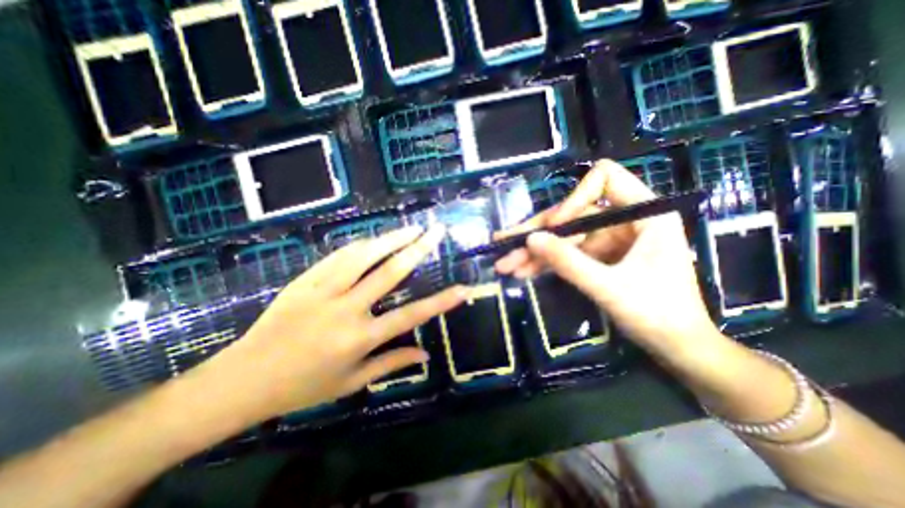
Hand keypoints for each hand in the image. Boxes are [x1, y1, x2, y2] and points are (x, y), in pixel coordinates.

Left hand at [199, 224, 465, 422]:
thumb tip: (425, 354)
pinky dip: (361, 245)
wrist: (244, 378)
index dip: (441, 302)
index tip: (463, 288)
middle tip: (435, 232)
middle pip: (389, 272)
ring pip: (363, 255)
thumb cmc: (303, 386)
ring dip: (390, 238)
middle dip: (417, 249)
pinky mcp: (305, 280)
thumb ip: (391, 364)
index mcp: (360, 339)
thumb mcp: (351, 382)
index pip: (411, 316)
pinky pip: (338, 256)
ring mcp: (323, 290)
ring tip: (411, 227)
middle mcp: (346, 309)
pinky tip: (375, 238)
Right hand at [494, 159, 722, 360]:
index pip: (604, 179)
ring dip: (534, 251)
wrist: (676, 347)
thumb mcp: (609, 287)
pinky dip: (544, 262)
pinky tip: (522, 271)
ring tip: (505, 265)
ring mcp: (608, 238)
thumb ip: (569, 262)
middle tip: (503, 244)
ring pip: (563, 236)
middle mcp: (623, 219)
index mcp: (644, 213)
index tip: (554, 227)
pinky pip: (566, 253)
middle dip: (537, 232)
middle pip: (571, 213)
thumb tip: (530, 239)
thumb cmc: (658, 316)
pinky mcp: (598, 256)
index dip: (574, 198)